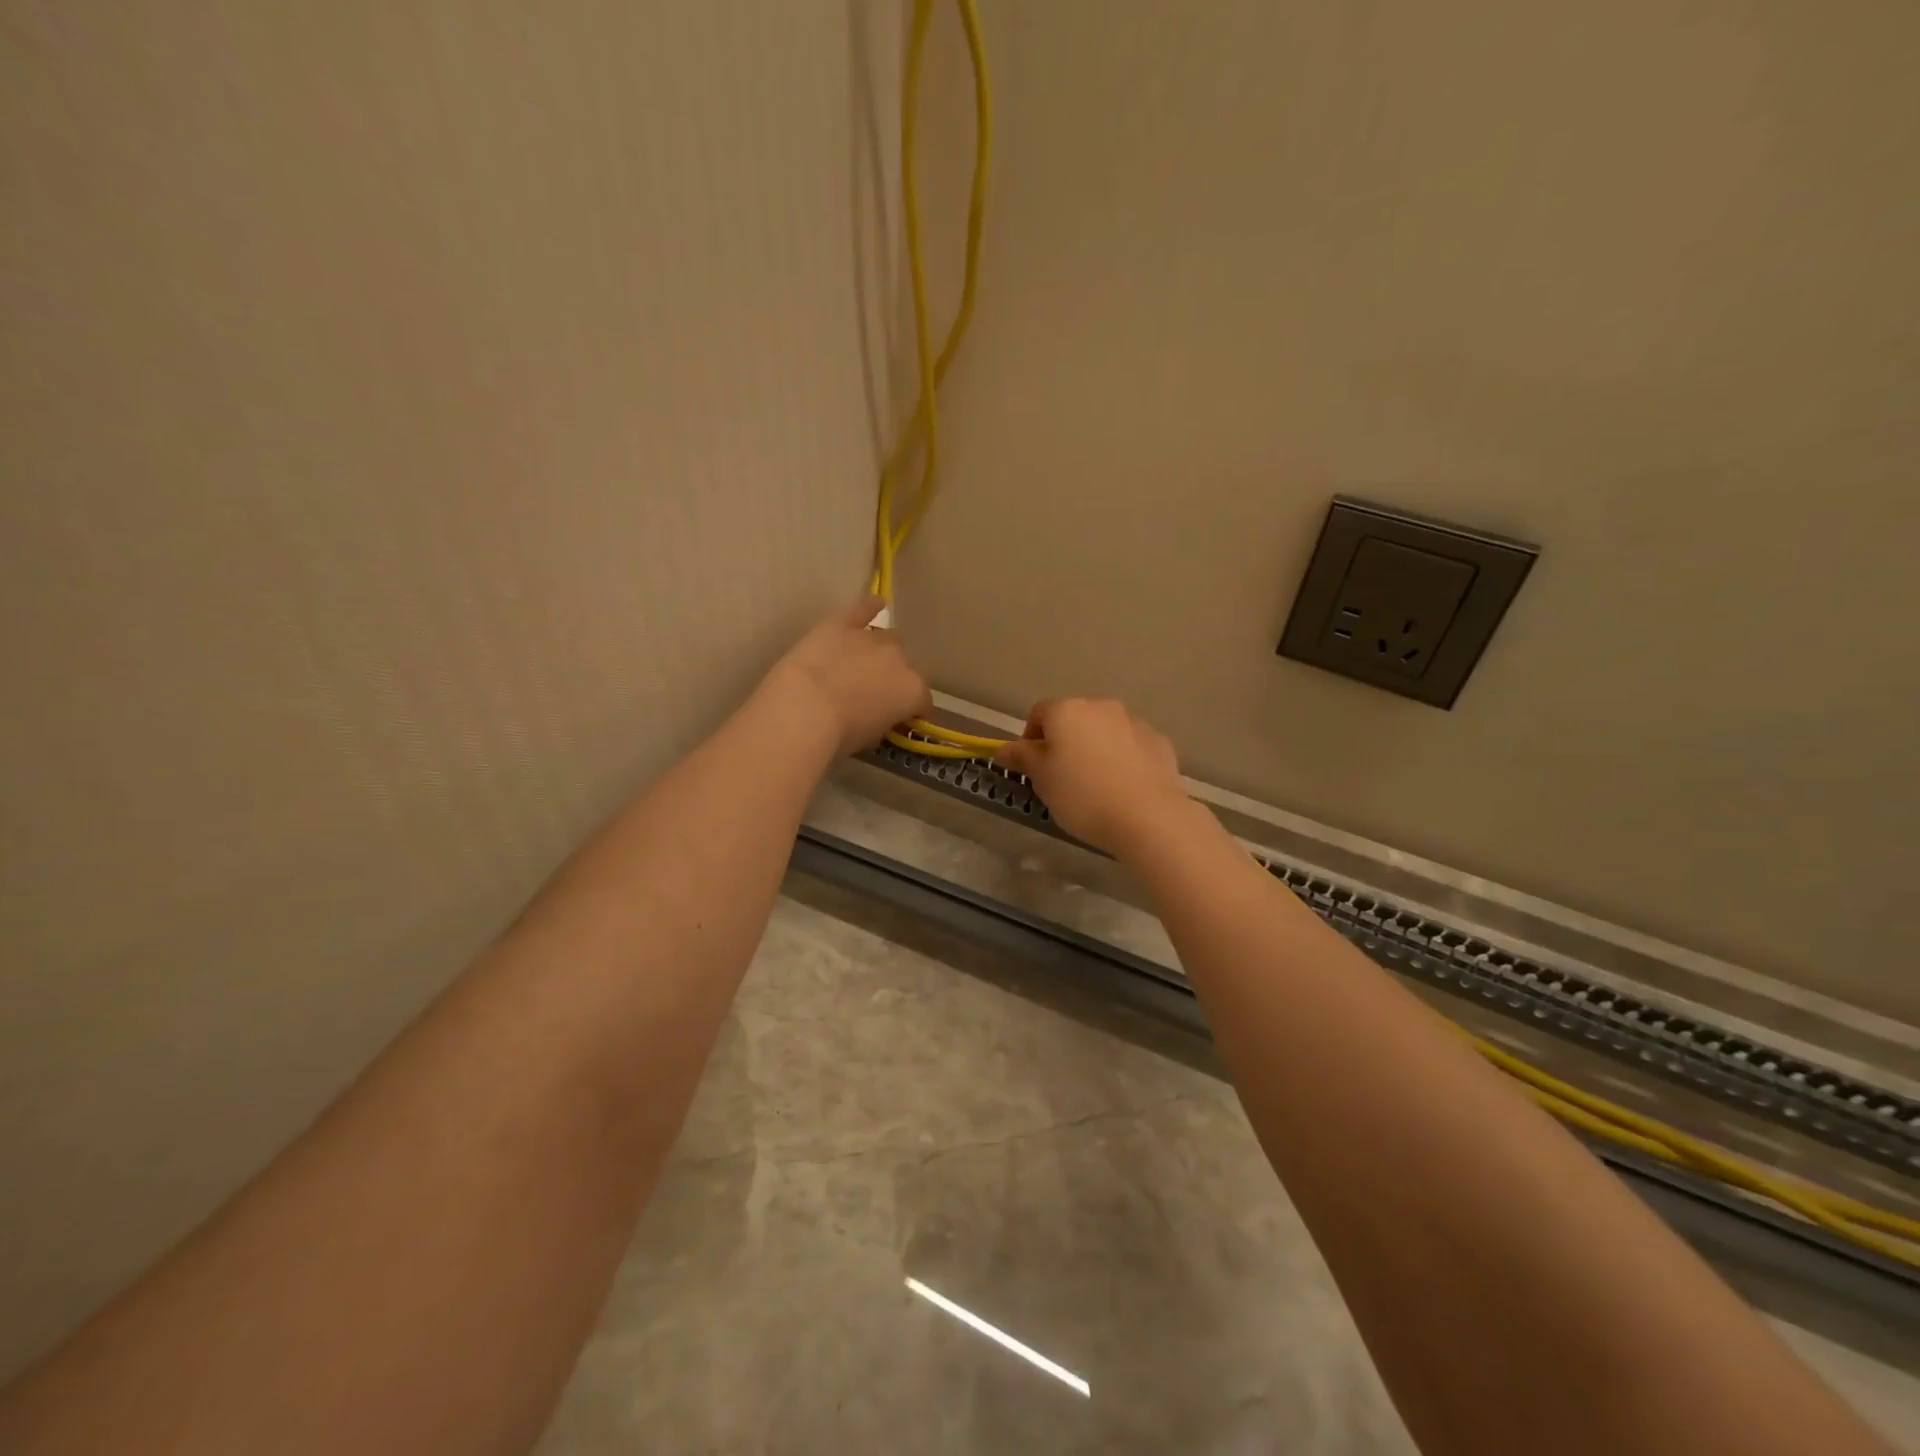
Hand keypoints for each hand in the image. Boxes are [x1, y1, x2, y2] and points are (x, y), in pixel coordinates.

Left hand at [764, 596, 930, 758]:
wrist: (804, 709)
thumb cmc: (838, 736)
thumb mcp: (870, 738)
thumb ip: (883, 721)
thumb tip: (879, 716)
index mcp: (912, 691)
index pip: (922, 701)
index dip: (912, 711)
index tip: (900, 720)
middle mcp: (900, 659)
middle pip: (905, 666)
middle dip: (893, 678)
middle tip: (873, 694)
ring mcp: (871, 639)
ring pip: (886, 639)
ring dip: (879, 652)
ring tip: (861, 664)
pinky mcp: (842, 624)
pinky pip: (862, 609)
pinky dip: (869, 607)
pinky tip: (875, 604)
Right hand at [994, 698, 1189, 854]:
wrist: (1148, 817)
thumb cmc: (1082, 796)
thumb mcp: (1041, 779)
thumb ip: (1021, 758)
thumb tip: (1005, 749)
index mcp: (1067, 710)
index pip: (1039, 712)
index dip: (1030, 738)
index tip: (1032, 768)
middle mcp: (1101, 707)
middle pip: (1074, 719)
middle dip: (1065, 743)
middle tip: (1062, 779)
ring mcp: (1134, 723)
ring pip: (1104, 732)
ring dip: (1095, 749)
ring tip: (1096, 786)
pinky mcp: (1158, 742)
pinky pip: (1131, 747)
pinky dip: (1123, 760)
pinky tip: (1123, 788)